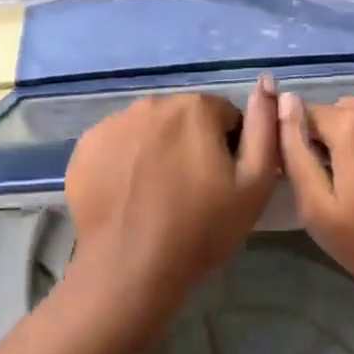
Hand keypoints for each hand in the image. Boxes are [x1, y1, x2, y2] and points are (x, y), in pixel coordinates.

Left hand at [64, 78, 280, 317]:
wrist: (130, 268)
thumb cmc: (200, 229)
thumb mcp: (253, 185)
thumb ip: (265, 129)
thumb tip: (268, 85)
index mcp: (195, 109)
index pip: (224, 116)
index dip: (229, 148)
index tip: (222, 181)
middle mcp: (151, 104)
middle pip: (183, 118)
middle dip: (190, 144)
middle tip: (191, 190)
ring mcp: (113, 123)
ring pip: (148, 129)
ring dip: (157, 149)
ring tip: (157, 194)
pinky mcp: (86, 145)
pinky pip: (116, 144)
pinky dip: (125, 161)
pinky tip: (128, 194)